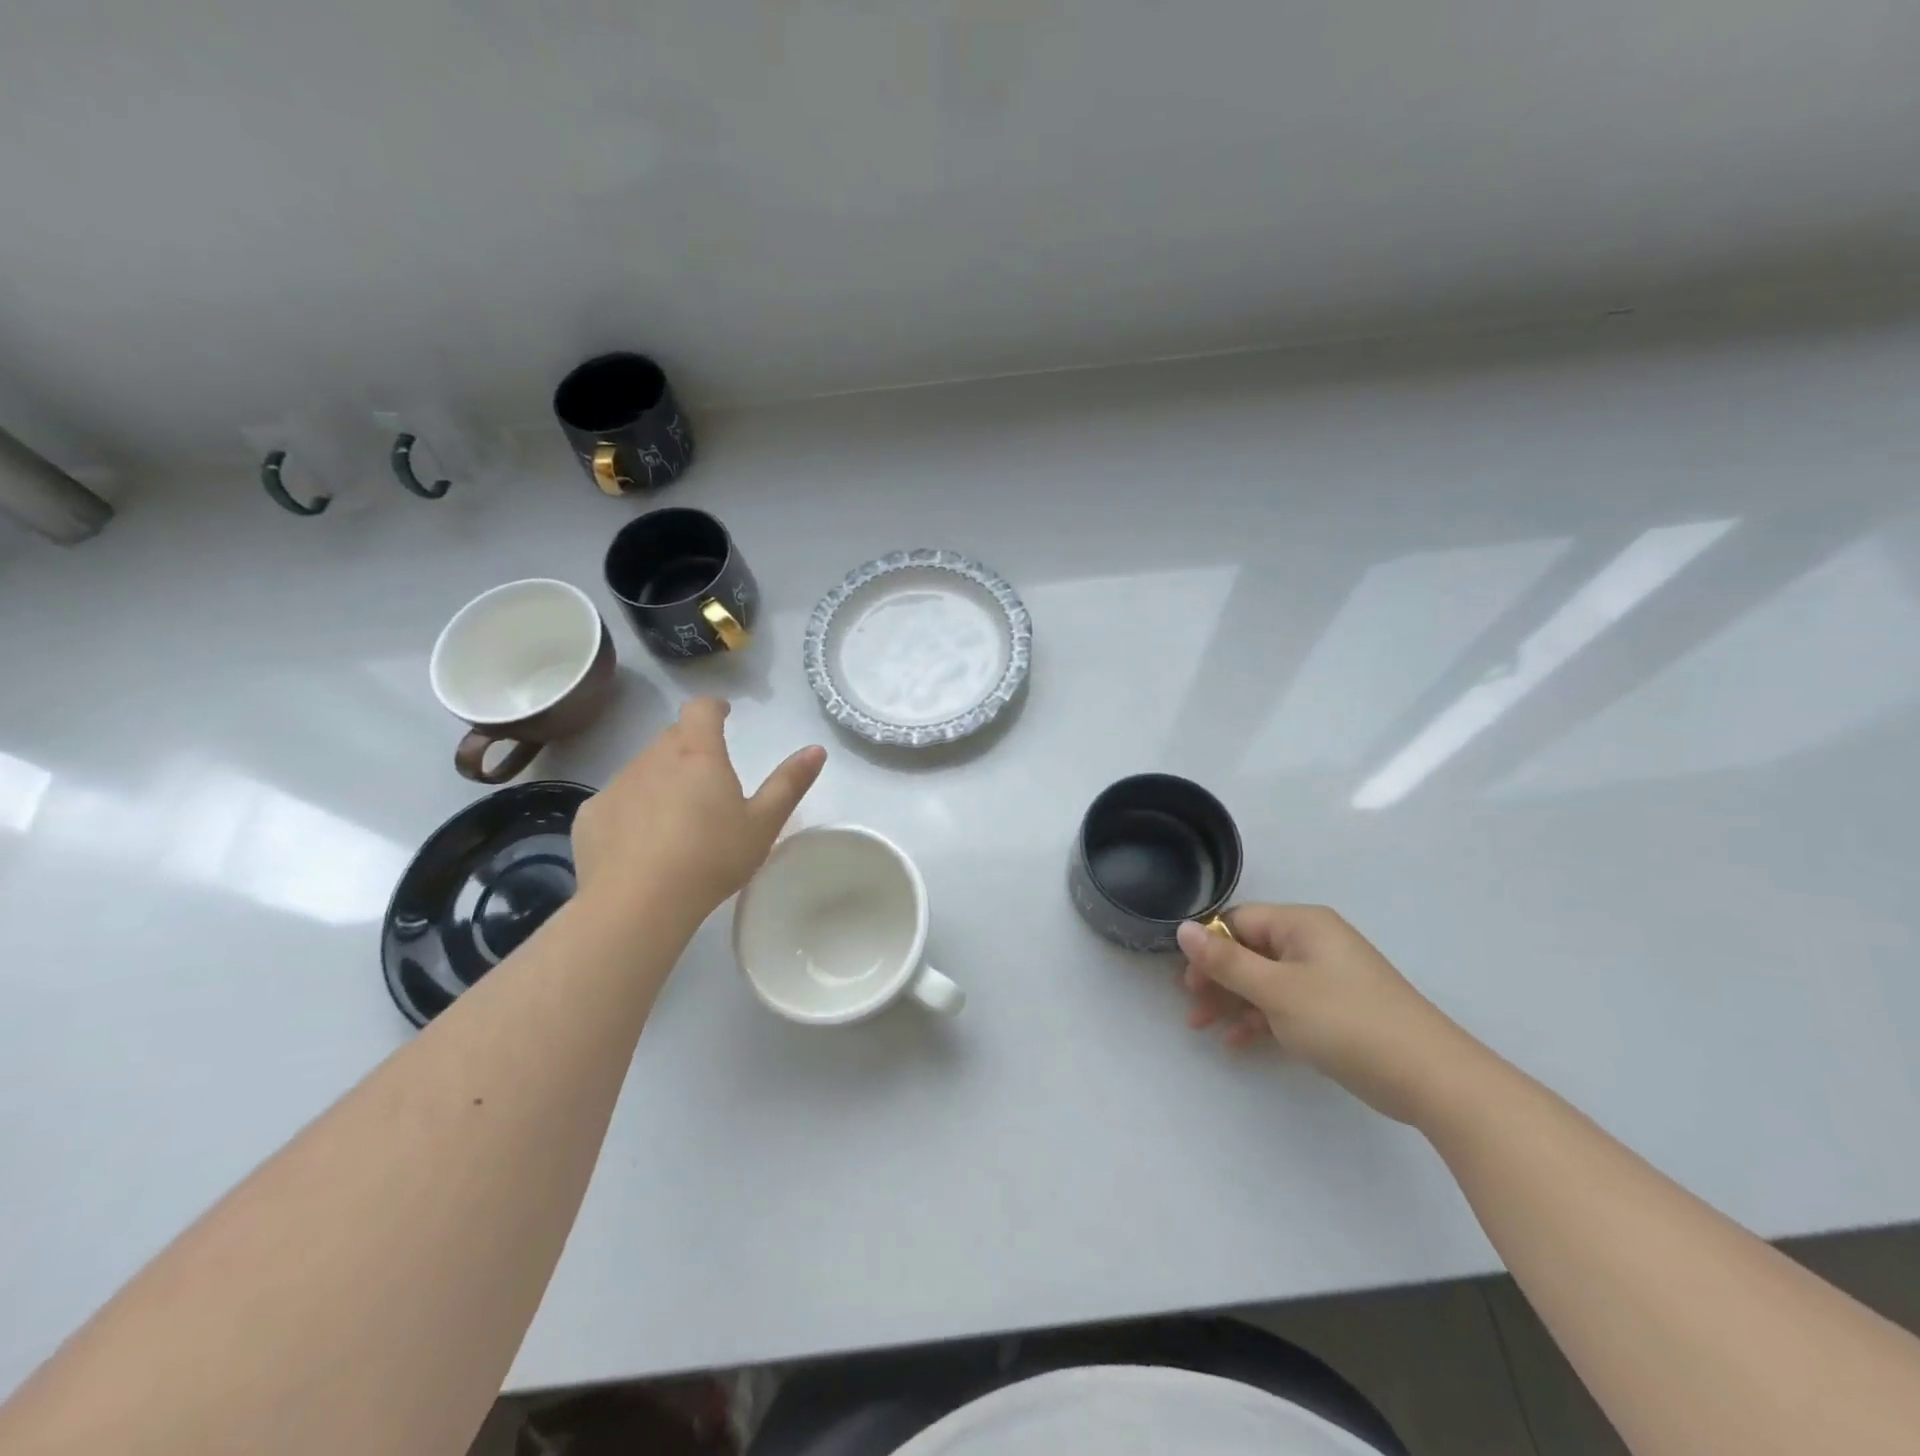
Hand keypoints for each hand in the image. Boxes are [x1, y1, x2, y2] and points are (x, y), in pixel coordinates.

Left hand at [571, 698, 825, 927]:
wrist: (638, 903)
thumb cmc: (711, 858)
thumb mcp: (763, 824)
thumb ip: (789, 784)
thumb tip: (816, 749)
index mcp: (698, 755)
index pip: (701, 710)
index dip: (713, 707)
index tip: (722, 714)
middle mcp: (654, 759)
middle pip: (672, 738)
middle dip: (690, 746)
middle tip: (707, 774)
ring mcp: (618, 785)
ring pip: (643, 769)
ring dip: (660, 779)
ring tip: (676, 817)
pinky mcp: (591, 816)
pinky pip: (617, 801)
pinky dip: (632, 810)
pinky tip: (640, 844)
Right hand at [1176, 905, 1476, 1124]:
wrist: (1432, 1078)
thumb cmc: (1346, 1021)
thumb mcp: (1277, 990)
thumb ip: (1226, 961)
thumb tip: (1183, 928)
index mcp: (1301, 924)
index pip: (1238, 921)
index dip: (1208, 948)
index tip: (1185, 982)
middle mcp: (1313, 942)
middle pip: (1249, 950)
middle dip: (1217, 979)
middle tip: (1192, 1009)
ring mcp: (1326, 976)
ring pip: (1264, 980)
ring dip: (1233, 1002)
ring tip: (1203, 1028)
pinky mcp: (1335, 1009)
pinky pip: (1285, 1004)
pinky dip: (1260, 1019)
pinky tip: (1237, 1043)